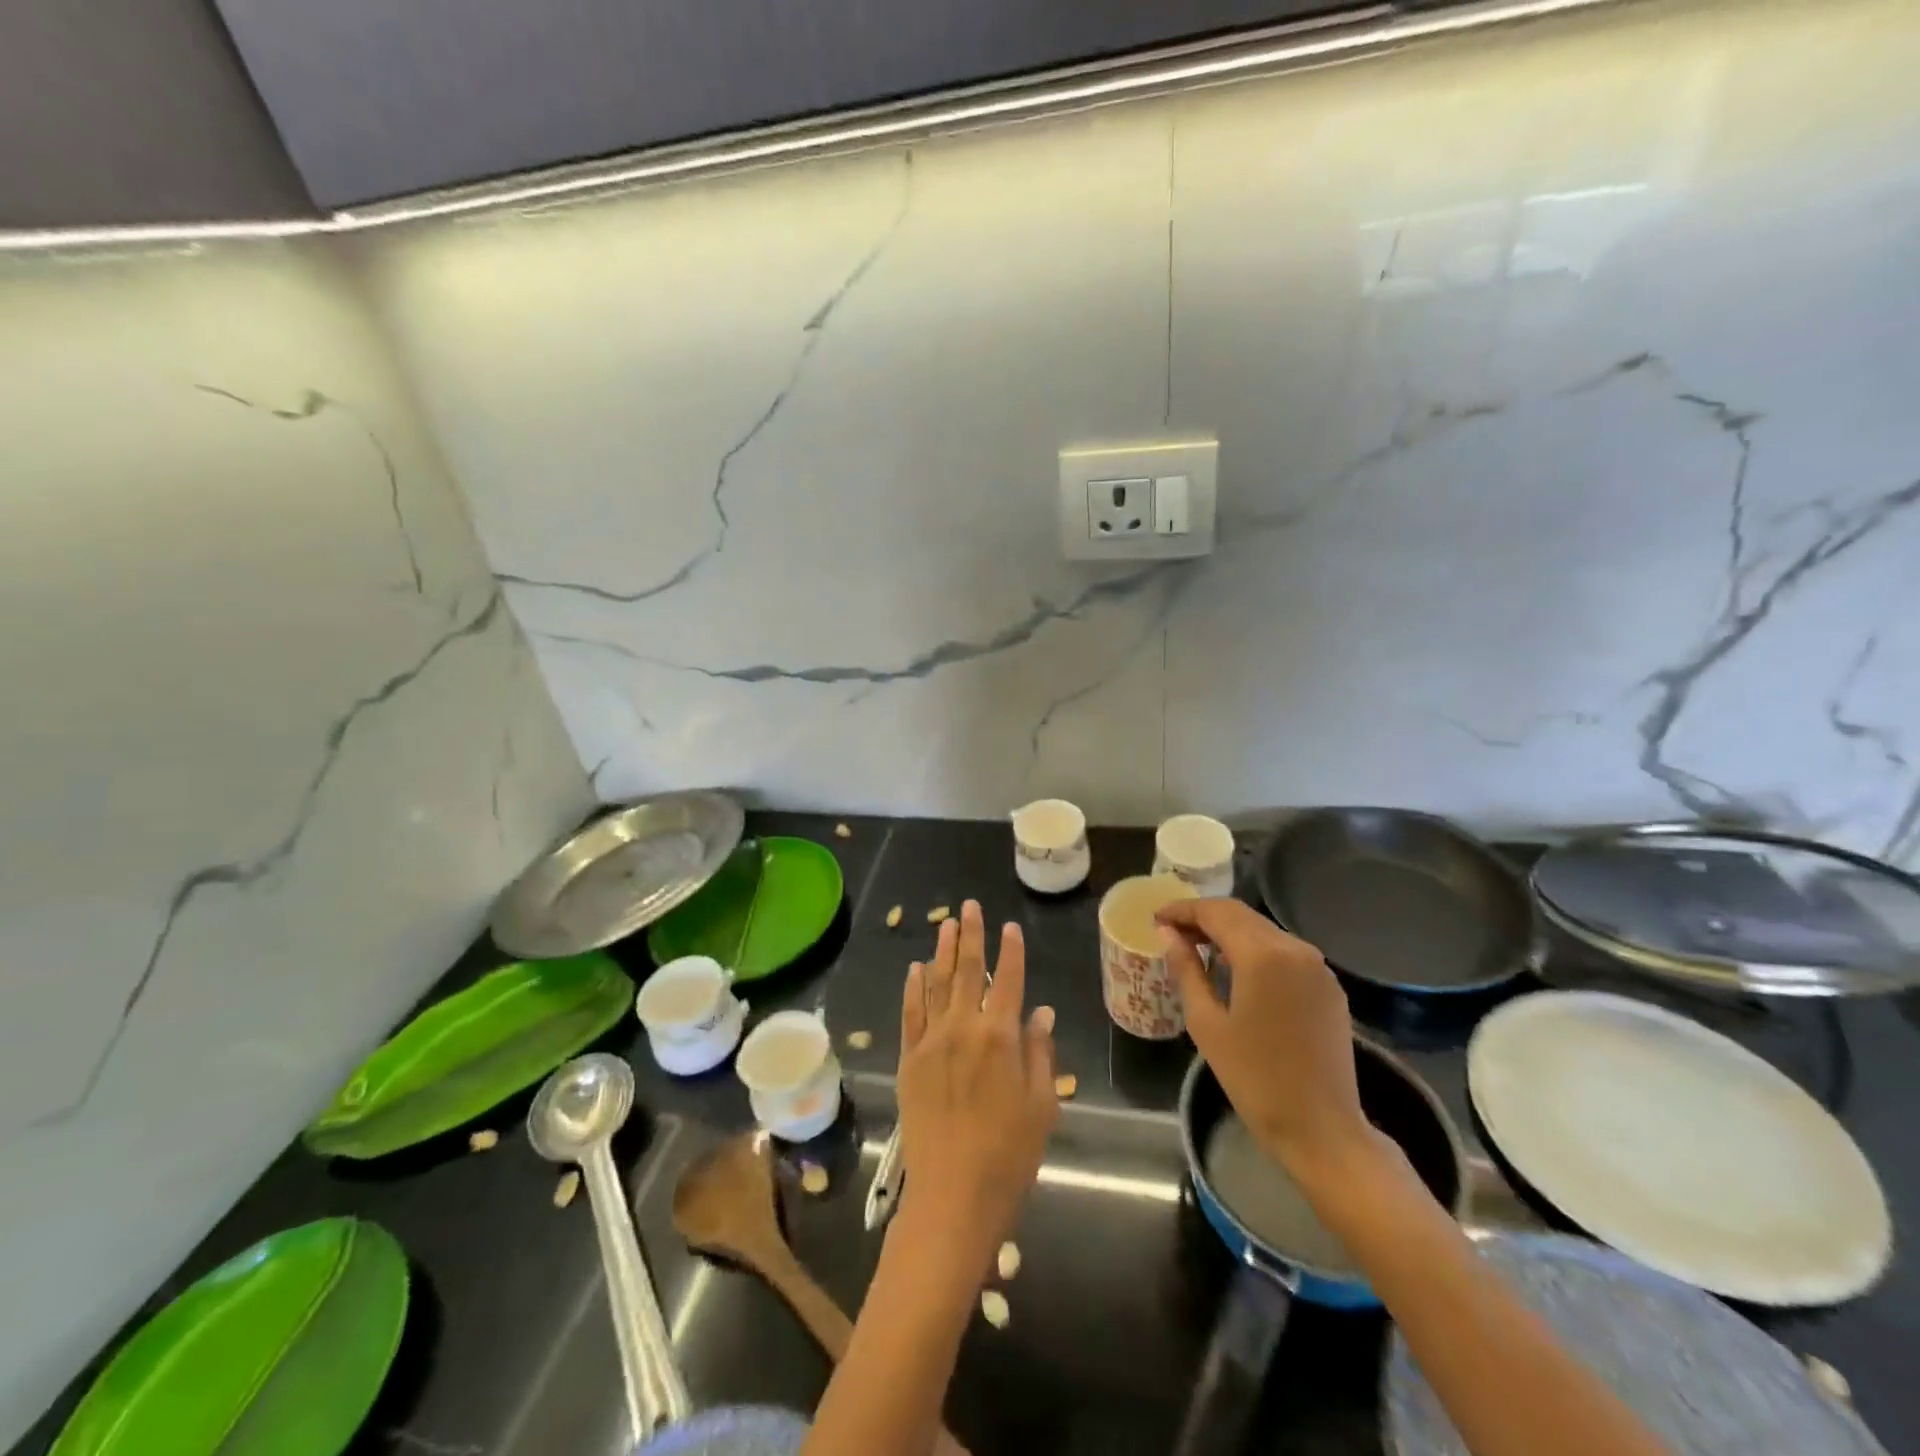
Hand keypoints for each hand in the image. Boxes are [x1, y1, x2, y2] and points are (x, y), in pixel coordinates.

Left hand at [896, 901, 1057, 1268]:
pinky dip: (913, 988)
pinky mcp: (909, 1060)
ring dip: (941, 952)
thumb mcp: (1041, 1106)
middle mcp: (964, 1029)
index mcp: (1001, 1038)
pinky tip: (915, 969)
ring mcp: (931, 1042)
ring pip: (936, 984)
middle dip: (970, 936)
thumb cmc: (1009, 1155)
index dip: (1011, 951)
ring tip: (945, 924)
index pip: (1008, 981)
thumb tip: (1042, 1011)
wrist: (953, 1196)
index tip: (1010, 927)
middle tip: (969, 906)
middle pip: (967, 971)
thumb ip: (1040, 1052)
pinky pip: (910, 1013)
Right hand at [1156, 899, 1377, 1182]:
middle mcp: (1295, 947)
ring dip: (1230, 931)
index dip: (1182, 910)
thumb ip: (1186, 969)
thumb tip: (1168, 934)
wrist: (1321, 1129)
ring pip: (1263, 930)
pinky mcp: (1329, 985)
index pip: (1215, 912)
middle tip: (1172, 932)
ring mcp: (1318, 966)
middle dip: (1204, 917)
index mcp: (1262, 954)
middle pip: (1241, 915)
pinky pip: (1285, 952)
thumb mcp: (1206, 1023)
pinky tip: (1236, 969)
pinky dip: (1255, 949)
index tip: (1156, 918)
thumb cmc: (1253, 1078)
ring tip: (1198, 948)